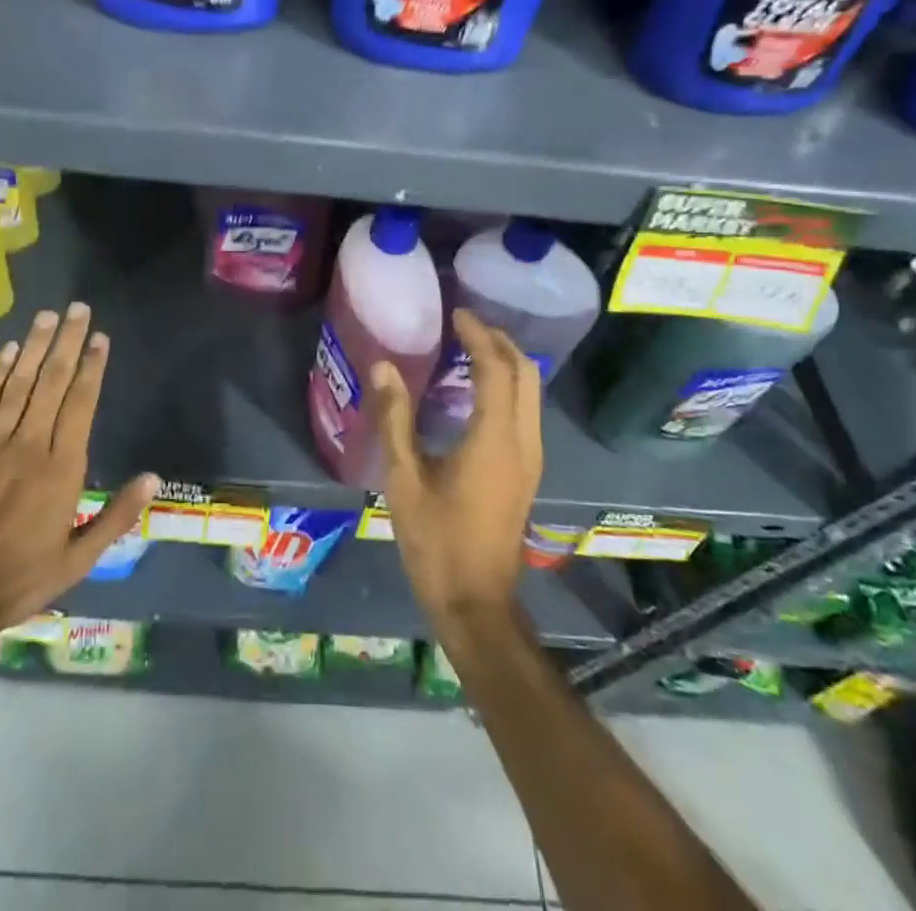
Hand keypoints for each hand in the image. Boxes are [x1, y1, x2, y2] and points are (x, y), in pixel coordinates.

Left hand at [0, 303, 157, 662]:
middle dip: (68, 342)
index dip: (93, 366)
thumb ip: (116, 516)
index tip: (100, 338)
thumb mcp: (79, 559)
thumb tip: (153, 478)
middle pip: (53, 382)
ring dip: (35, 347)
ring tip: (48, 316)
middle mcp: (29, 445)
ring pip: (19, 383)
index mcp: (62, 469)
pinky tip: (9, 351)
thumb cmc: (19, 579)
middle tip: (78, 309)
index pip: (81, 403)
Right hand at [373, 309, 541, 643]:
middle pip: (525, 373)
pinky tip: (476, 390)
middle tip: (465, 325)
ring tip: (468, 348)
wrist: (476, 602)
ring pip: (531, 392)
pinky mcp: (527, 471)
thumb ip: (395, 418)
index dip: (478, 335)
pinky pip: (525, 411)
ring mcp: (531, 458)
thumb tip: (384, 367)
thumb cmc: (436, 541)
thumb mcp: (404, 478)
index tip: (456, 312)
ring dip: (506, 362)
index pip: (496, 368)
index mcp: (495, 439)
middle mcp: (523, 442)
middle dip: (499, 341)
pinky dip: (508, 386)